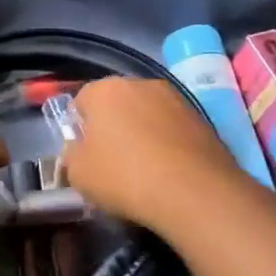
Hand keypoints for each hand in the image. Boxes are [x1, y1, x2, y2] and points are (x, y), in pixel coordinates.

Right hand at [63, 78, 246, 231]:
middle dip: (112, 127)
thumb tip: (79, 149)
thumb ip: (72, 155)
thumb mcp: (79, 173)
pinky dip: (167, 143)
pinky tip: (168, 171)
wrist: (194, 192)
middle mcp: (141, 84)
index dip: (79, 128)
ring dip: (142, 133)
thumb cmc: (125, 176)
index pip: (82, 101)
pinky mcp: (203, 118)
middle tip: (112, 162)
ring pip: (148, 114)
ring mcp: (176, 99)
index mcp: (106, 90)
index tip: (84, 155)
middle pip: (117, 104)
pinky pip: (173, 129)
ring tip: (144, 169)